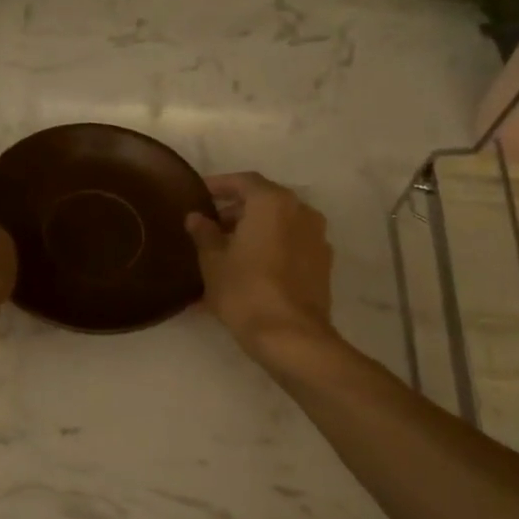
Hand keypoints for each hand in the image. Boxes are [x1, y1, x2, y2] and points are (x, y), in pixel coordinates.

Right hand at [186, 172, 335, 359]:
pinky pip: (291, 244)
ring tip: (227, 248)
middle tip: (210, 225)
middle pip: (265, 200)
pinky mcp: (322, 264)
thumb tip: (196, 218)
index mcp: (273, 203)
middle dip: (237, 209)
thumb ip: (204, 234)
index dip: (219, 185)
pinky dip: (271, 247)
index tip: (199, 194)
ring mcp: (317, 238)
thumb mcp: (213, 262)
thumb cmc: (245, 291)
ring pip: (280, 223)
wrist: (290, 336)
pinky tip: (250, 267)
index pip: (243, 181)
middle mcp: (301, 211)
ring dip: (255, 229)